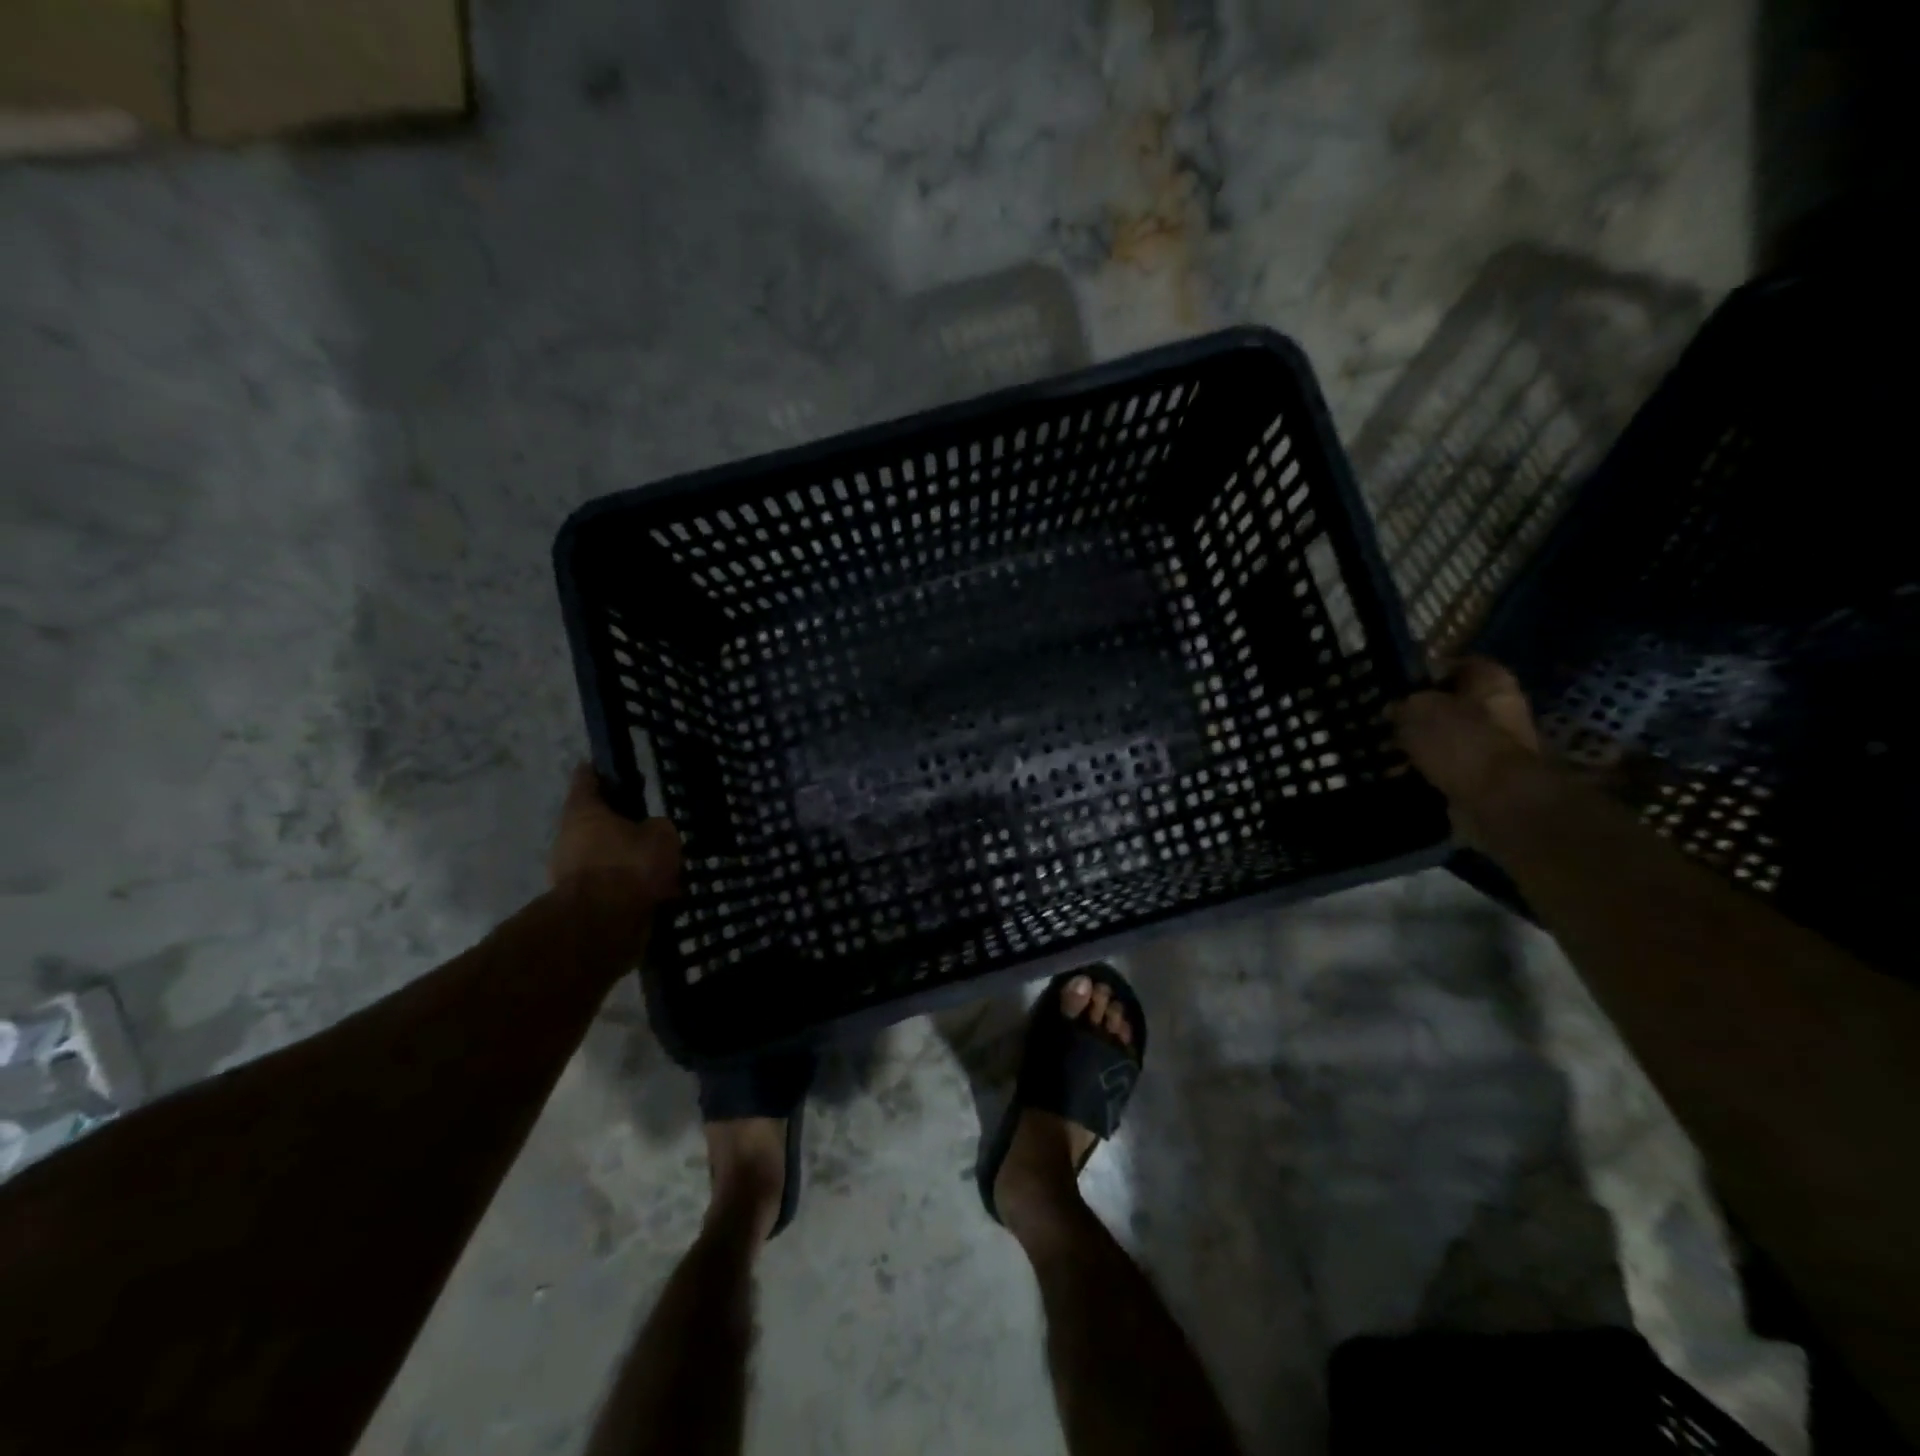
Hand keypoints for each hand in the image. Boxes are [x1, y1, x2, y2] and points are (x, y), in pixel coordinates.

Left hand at [549, 764, 681, 901]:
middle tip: (649, 826)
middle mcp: (568, 836)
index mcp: (583, 811)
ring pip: (603, 856)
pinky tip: (652, 893)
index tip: (614, 768)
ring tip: (658, 866)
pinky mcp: (576, 902)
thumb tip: (650, 831)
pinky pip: (608, 885)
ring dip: (625, 859)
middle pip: (595, 821)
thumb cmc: (629, 866)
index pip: (587, 778)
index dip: (602, 770)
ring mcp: (567, 871)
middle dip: (620, 824)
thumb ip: (657, 827)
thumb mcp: (662, 835)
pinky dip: (626, 887)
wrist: (602, 926)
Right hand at [1388, 658, 1551, 842]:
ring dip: (1421, 744)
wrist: (1499, 800)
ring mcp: (1495, 746)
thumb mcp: (1416, 711)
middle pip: (1453, 703)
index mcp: (1490, 681)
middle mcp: (1500, 709)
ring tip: (1388, 750)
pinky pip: (1448, 767)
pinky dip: (1426, 770)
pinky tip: (1401, 774)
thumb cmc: (1460, 742)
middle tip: (1387, 720)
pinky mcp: (1486, 777)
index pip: (1458, 665)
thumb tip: (1395, 710)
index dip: (1428, 672)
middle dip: (1420, 713)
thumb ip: (1403, 705)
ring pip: (1448, 737)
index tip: (1399, 686)